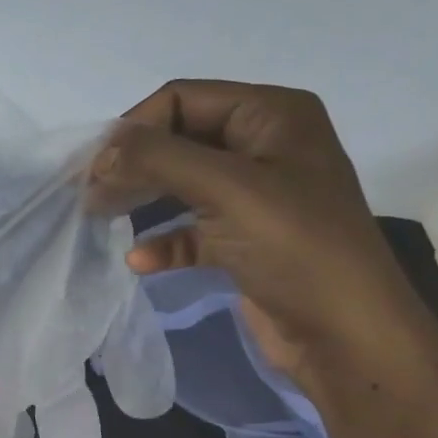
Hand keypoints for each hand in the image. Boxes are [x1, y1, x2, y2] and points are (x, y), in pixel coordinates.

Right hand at [92, 80, 424, 378]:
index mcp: (272, 115)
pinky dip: (163, 240)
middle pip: (177, 140)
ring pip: (180, 184)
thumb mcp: (227, 188)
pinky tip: (141, 260)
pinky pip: (191, 229)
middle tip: (89, 193)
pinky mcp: (244, 241)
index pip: (183, 99)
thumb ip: (157, 158)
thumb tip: (100, 152)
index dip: (135, 127)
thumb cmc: (295, 247)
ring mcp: (255, 196)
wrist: (348, 338)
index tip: (94, 166)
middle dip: (132, 164)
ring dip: (140, 199)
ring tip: (99, 217)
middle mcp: (264, 147)